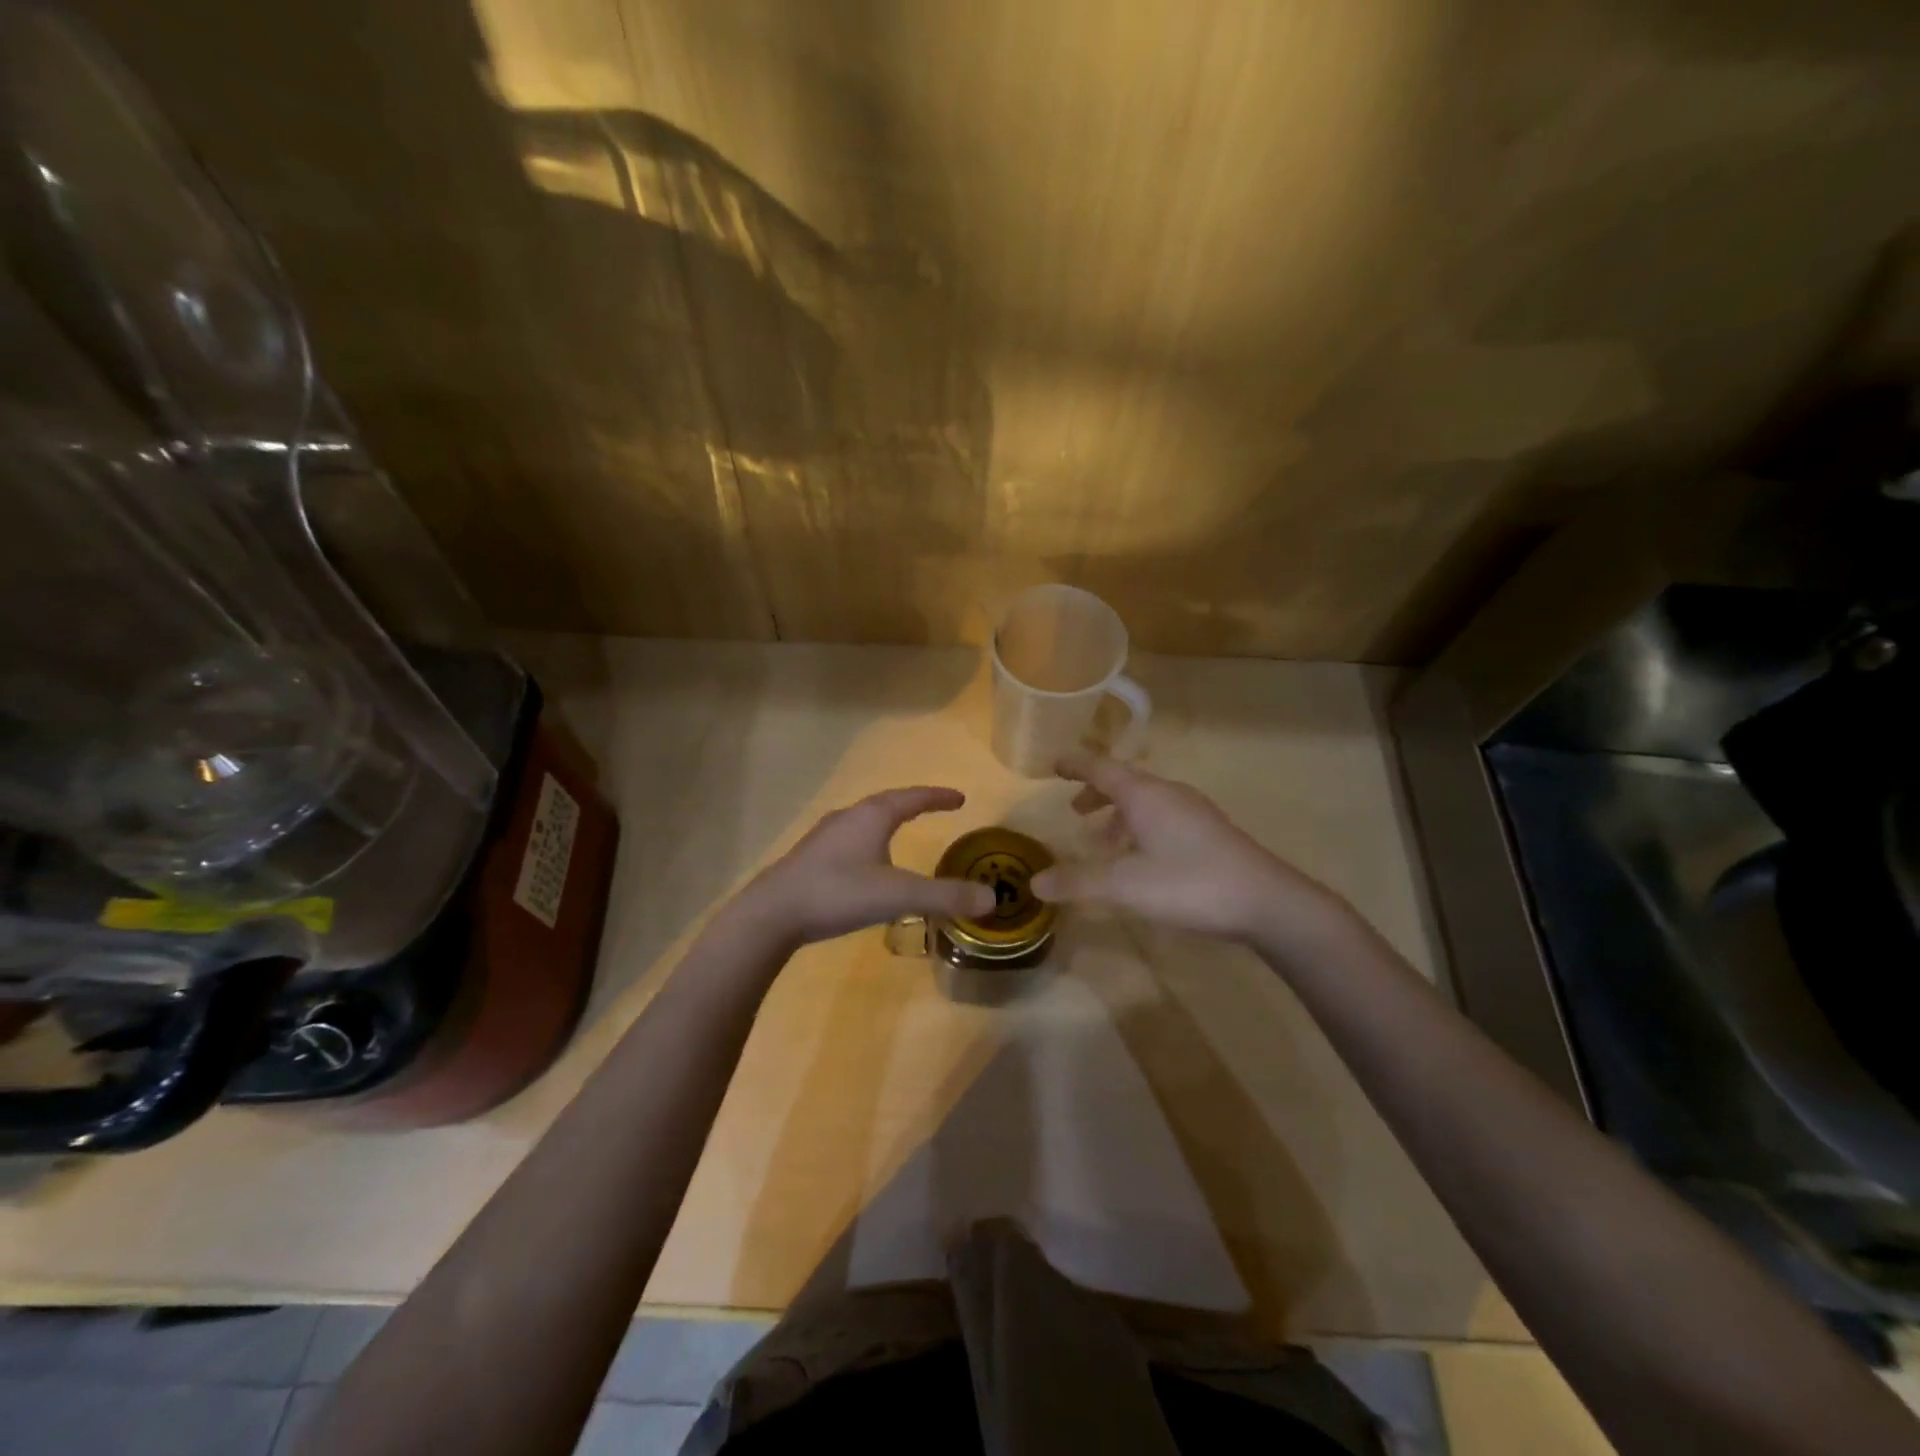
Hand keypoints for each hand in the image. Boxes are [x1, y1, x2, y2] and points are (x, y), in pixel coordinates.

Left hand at [734, 787, 995, 946]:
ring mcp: (824, 837)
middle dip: (912, 805)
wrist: (771, 914)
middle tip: (934, 809)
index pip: (912, 798)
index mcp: (871, 816)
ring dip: (887, 822)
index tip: (960, 798)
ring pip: (864, 821)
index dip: (937, 797)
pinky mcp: (810, 858)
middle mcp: (848, 818)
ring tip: (903, 832)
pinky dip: (869, 842)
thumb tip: (991, 899)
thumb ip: (944, 897)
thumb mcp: (898, 895)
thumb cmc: (838, 893)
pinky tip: (867, 865)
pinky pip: (850, 840)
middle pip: (886, 804)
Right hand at [1029, 753, 1354, 944]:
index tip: (1054, 764)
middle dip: (1096, 794)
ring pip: (1146, 804)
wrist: (1267, 901)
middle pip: (1125, 783)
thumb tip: (1036, 882)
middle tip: (1075, 812)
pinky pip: (1164, 819)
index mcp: (1145, 795)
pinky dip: (1141, 830)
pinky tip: (1141, 861)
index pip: (1101, 768)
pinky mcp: (1210, 833)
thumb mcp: (1126, 885)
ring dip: (1119, 817)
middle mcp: (1169, 795)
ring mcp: (1194, 812)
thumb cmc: (1190, 883)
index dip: (1076, 765)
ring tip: (1103, 844)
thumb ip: (1079, 882)